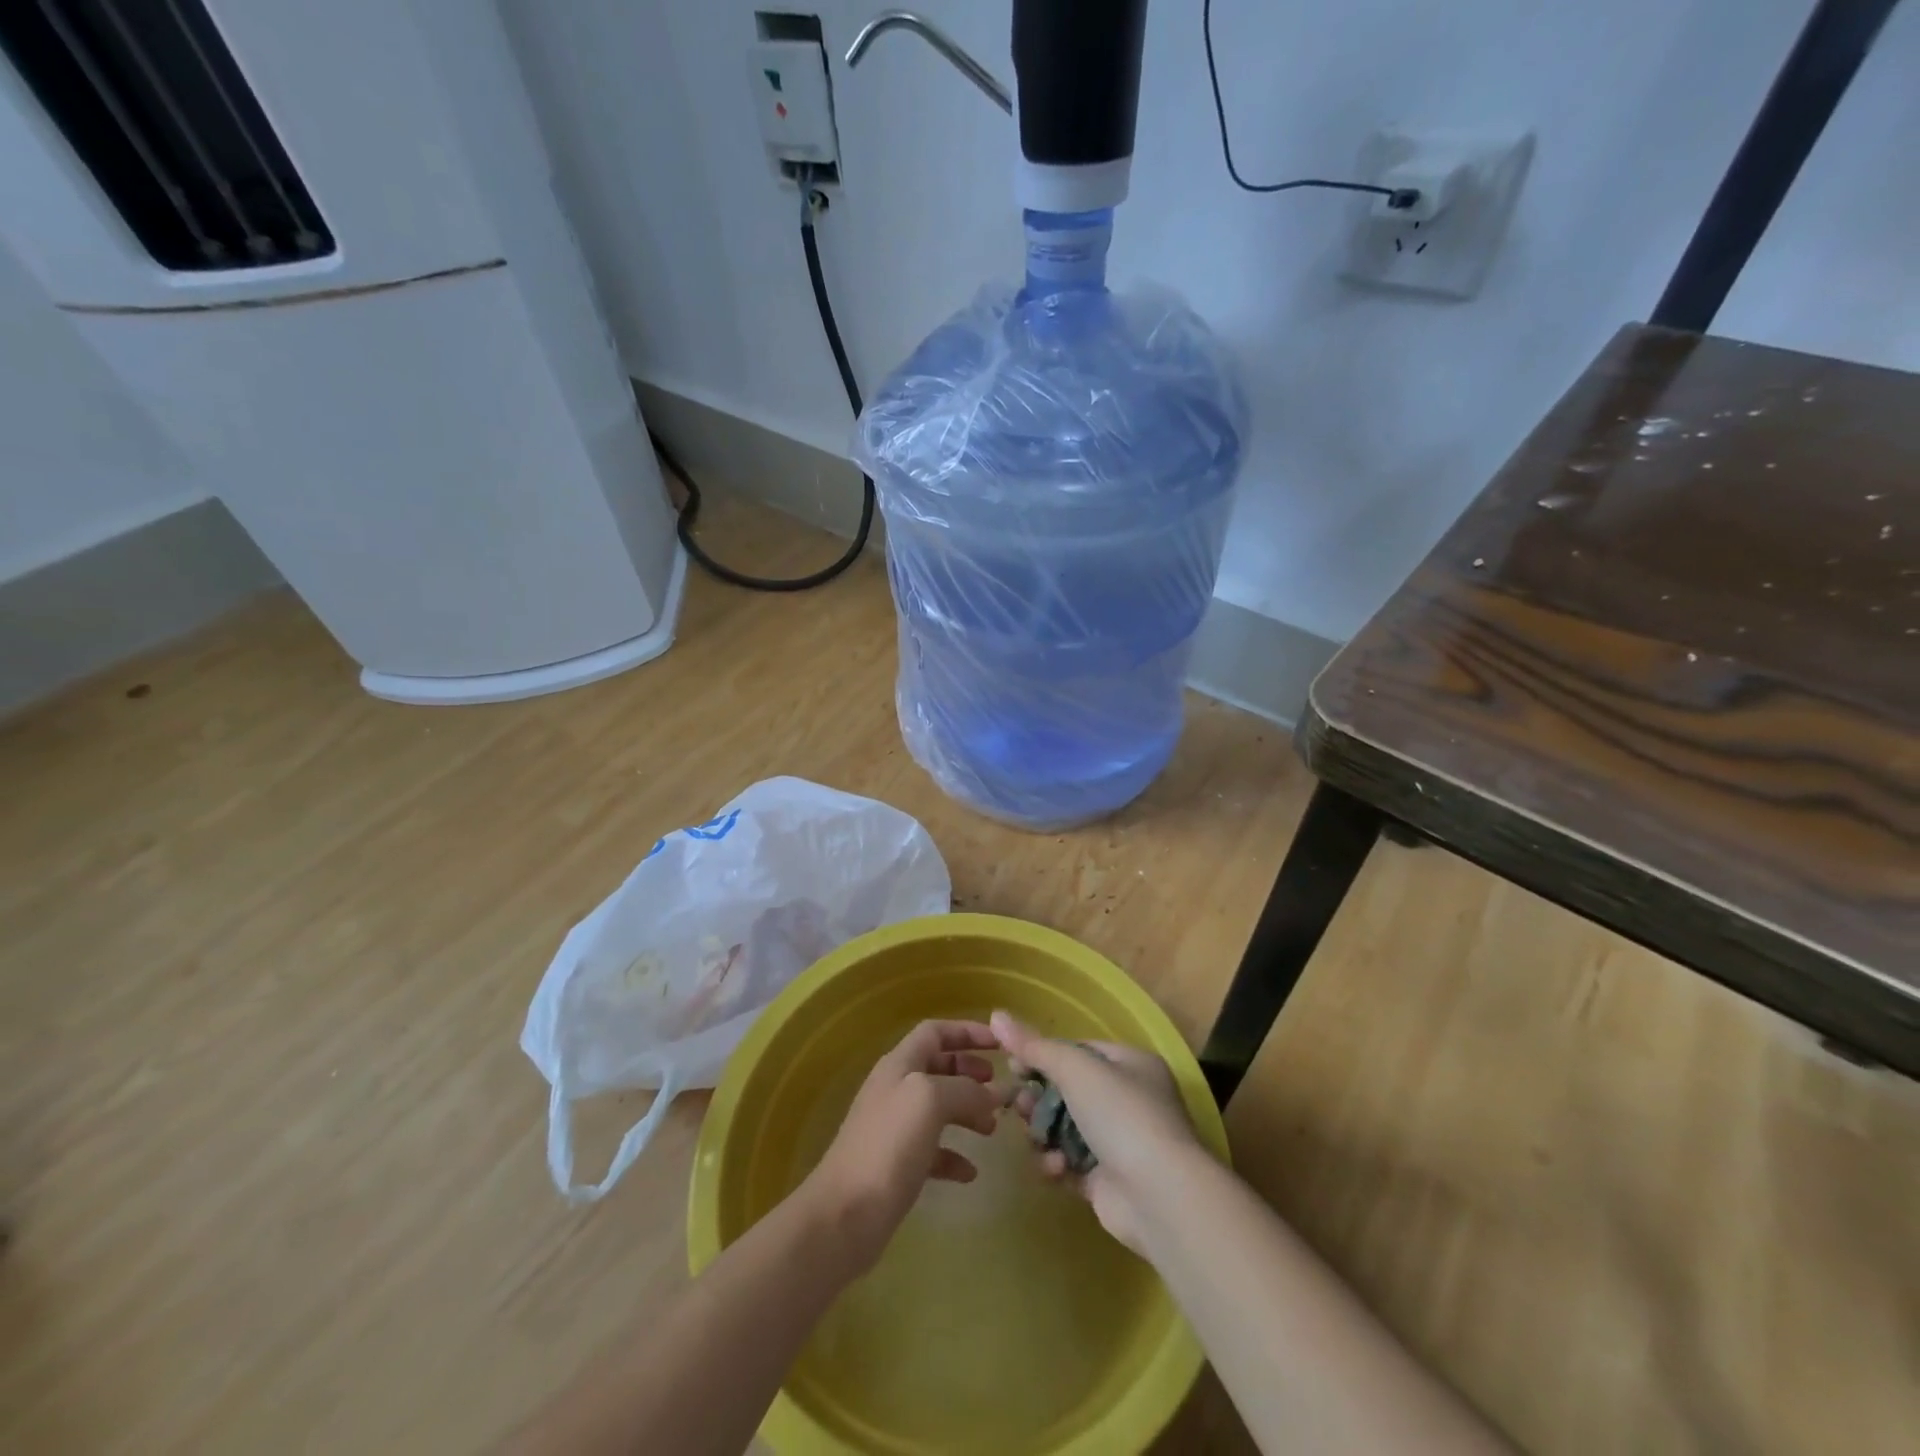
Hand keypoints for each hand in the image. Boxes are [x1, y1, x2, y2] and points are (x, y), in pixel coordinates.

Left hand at [804, 1020, 1004, 1270]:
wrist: (845, 1214)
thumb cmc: (888, 1144)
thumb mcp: (930, 1101)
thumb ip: (966, 1089)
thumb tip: (995, 1093)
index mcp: (900, 1064)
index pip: (935, 1032)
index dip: (967, 1031)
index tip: (999, 1043)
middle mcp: (896, 1089)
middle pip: (938, 1067)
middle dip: (970, 1072)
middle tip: (998, 1086)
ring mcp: (895, 1128)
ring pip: (938, 1108)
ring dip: (968, 1112)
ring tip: (992, 1128)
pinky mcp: (897, 1165)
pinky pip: (933, 1150)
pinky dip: (954, 1155)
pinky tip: (970, 1172)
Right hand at [992, 1010, 1204, 1254]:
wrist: (1159, 1196)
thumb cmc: (1121, 1115)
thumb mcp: (1075, 1069)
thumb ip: (1034, 1046)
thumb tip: (996, 1015)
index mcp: (1131, 1063)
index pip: (1079, 1051)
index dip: (1043, 1056)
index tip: (1012, 1065)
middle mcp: (1129, 1099)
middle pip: (1068, 1091)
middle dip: (1040, 1099)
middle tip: (1017, 1106)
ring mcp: (1120, 1142)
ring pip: (1065, 1128)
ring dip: (1045, 1133)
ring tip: (1035, 1137)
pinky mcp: (1109, 1181)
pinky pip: (1071, 1164)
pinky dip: (1058, 1164)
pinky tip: (1056, 1168)